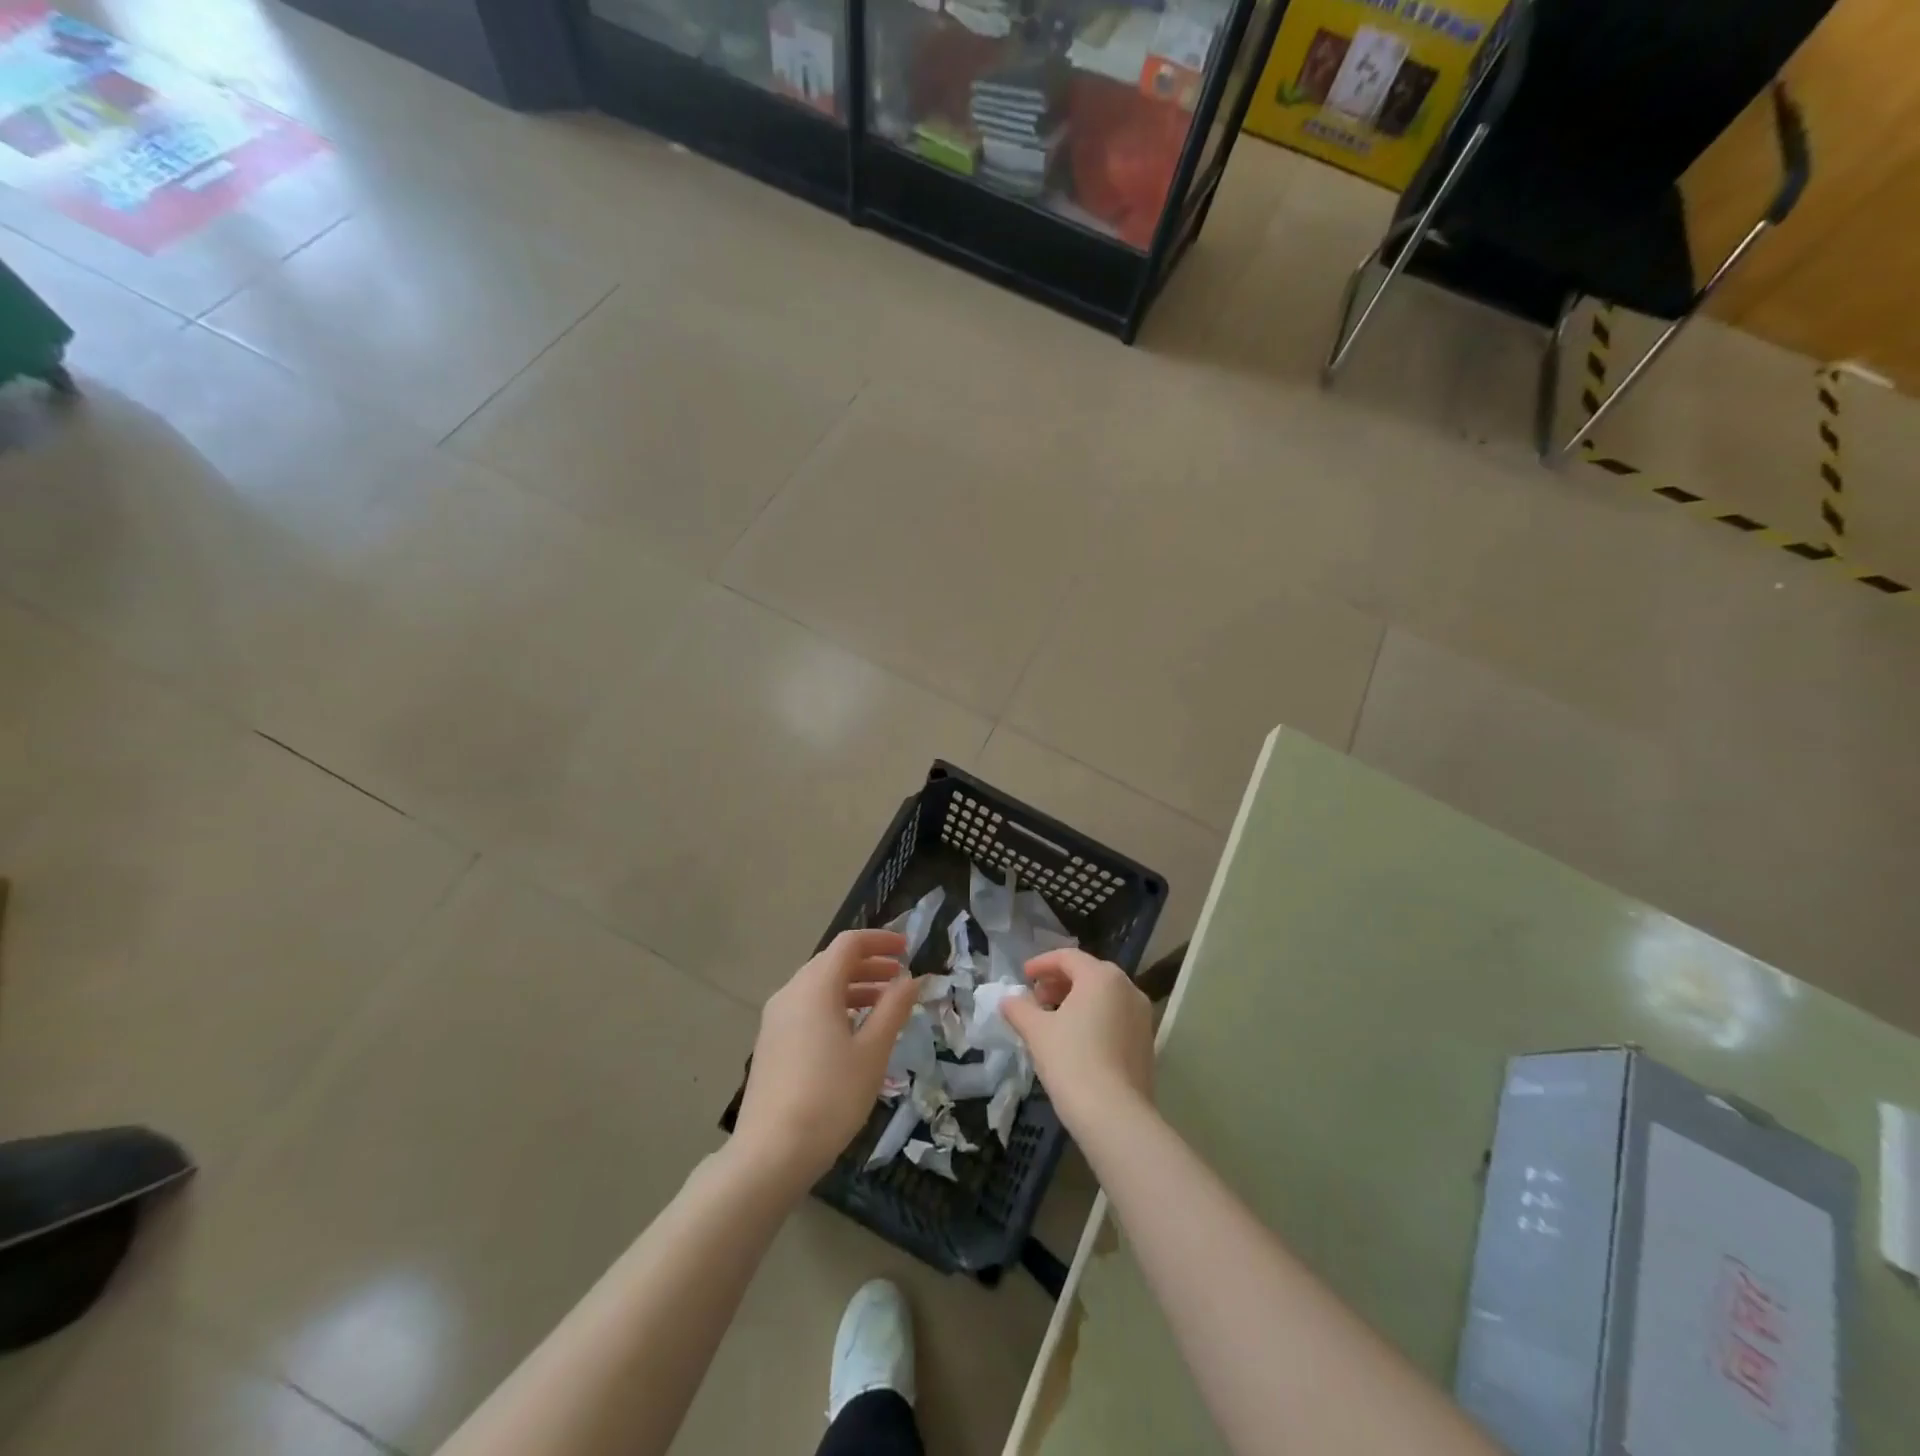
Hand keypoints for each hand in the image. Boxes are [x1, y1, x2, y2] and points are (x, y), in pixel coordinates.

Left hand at [733, 929, 918, 1189]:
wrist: (770, 1153)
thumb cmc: (830, 1097)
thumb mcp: (872, 1052)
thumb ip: (893, 1009)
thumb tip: (909, 979)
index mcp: (815, 987)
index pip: (849, 944)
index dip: (880, 940)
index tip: (907, 949)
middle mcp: (791, 993)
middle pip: (832, 962)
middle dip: (868, 964)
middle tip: (899, 978)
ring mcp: (775, 1019)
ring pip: (818, 987)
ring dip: (853, 987)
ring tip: (883, 1006)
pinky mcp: (771, 1044)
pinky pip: (806, 1008)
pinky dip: (834, 1006)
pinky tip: (852, 1033)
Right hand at [1002, 948, 1153, 1129]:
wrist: (1115, 1116)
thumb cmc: (1072, 1061)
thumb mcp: (1036, 1032)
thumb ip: (1019, 1009)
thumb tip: (1007, 1000)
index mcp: (1102, 977)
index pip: (1068, 957)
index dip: (1042, 964)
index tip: (1023, 976)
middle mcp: (1128, 988)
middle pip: (1089, 974)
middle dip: (1059, 982)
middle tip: (1036, 998)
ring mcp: (1142, 1016)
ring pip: (1104, 997)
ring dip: (1077, 1000)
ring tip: (1052, 1020)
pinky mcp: (1146, 1043)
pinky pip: (1116, 1018)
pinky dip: (1094, 1018)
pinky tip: (1075, 1041)